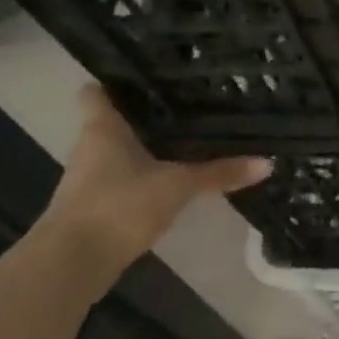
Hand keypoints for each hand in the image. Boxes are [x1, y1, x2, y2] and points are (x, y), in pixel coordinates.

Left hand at [42, 86, 270, 266]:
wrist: (72, 263)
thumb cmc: (119, 205)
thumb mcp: (177, 186)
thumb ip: (219, 173)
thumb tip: (267, 162)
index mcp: (103, 129)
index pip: (97, 92)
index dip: (117, 81)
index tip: (147, 74)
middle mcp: (91, 148)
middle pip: (114, 121)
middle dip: (144, 115)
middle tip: (185, 104)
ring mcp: (89, 180)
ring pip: (119, 153)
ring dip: (144, 148)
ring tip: (186, 139)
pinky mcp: (96, 208)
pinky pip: (123, 181)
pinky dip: (143, 178)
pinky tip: (172, 180)